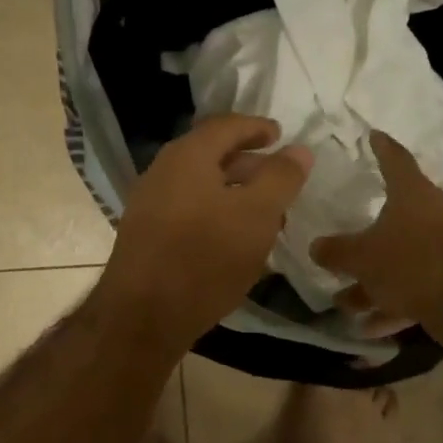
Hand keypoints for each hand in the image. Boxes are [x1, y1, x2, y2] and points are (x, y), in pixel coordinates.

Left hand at [94, 115, 312, 352]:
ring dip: (234, 193)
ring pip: (201, 186)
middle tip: (278, 179)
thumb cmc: (205, 258)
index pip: (226, 126)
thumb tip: (298, 150)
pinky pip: (188, 210)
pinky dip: (216, 213)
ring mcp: (149, 204)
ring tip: (265, 214)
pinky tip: (234, 240)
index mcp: (187, 156)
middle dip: (249, 163)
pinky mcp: (146, 236)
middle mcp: (162, 172)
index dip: (257, 127)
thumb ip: (281, 178)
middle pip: (211, 155)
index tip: (280, 135)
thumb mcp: (257, 215)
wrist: (143, 316)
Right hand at [310, 131, 442, 330]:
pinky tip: (369, 327)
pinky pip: (413, 288)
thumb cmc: (411, 262)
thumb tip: (316, 247)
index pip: (395, 159)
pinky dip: (392, 303)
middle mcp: (431, 215)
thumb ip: (336, 251)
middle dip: (364, 236)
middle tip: (341, 240)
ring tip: (343, 302)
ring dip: (372, 282)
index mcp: (412, 194)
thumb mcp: (362, 257)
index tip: (373, 135)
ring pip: (400, 260)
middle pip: (393, 218)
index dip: (381, 147)